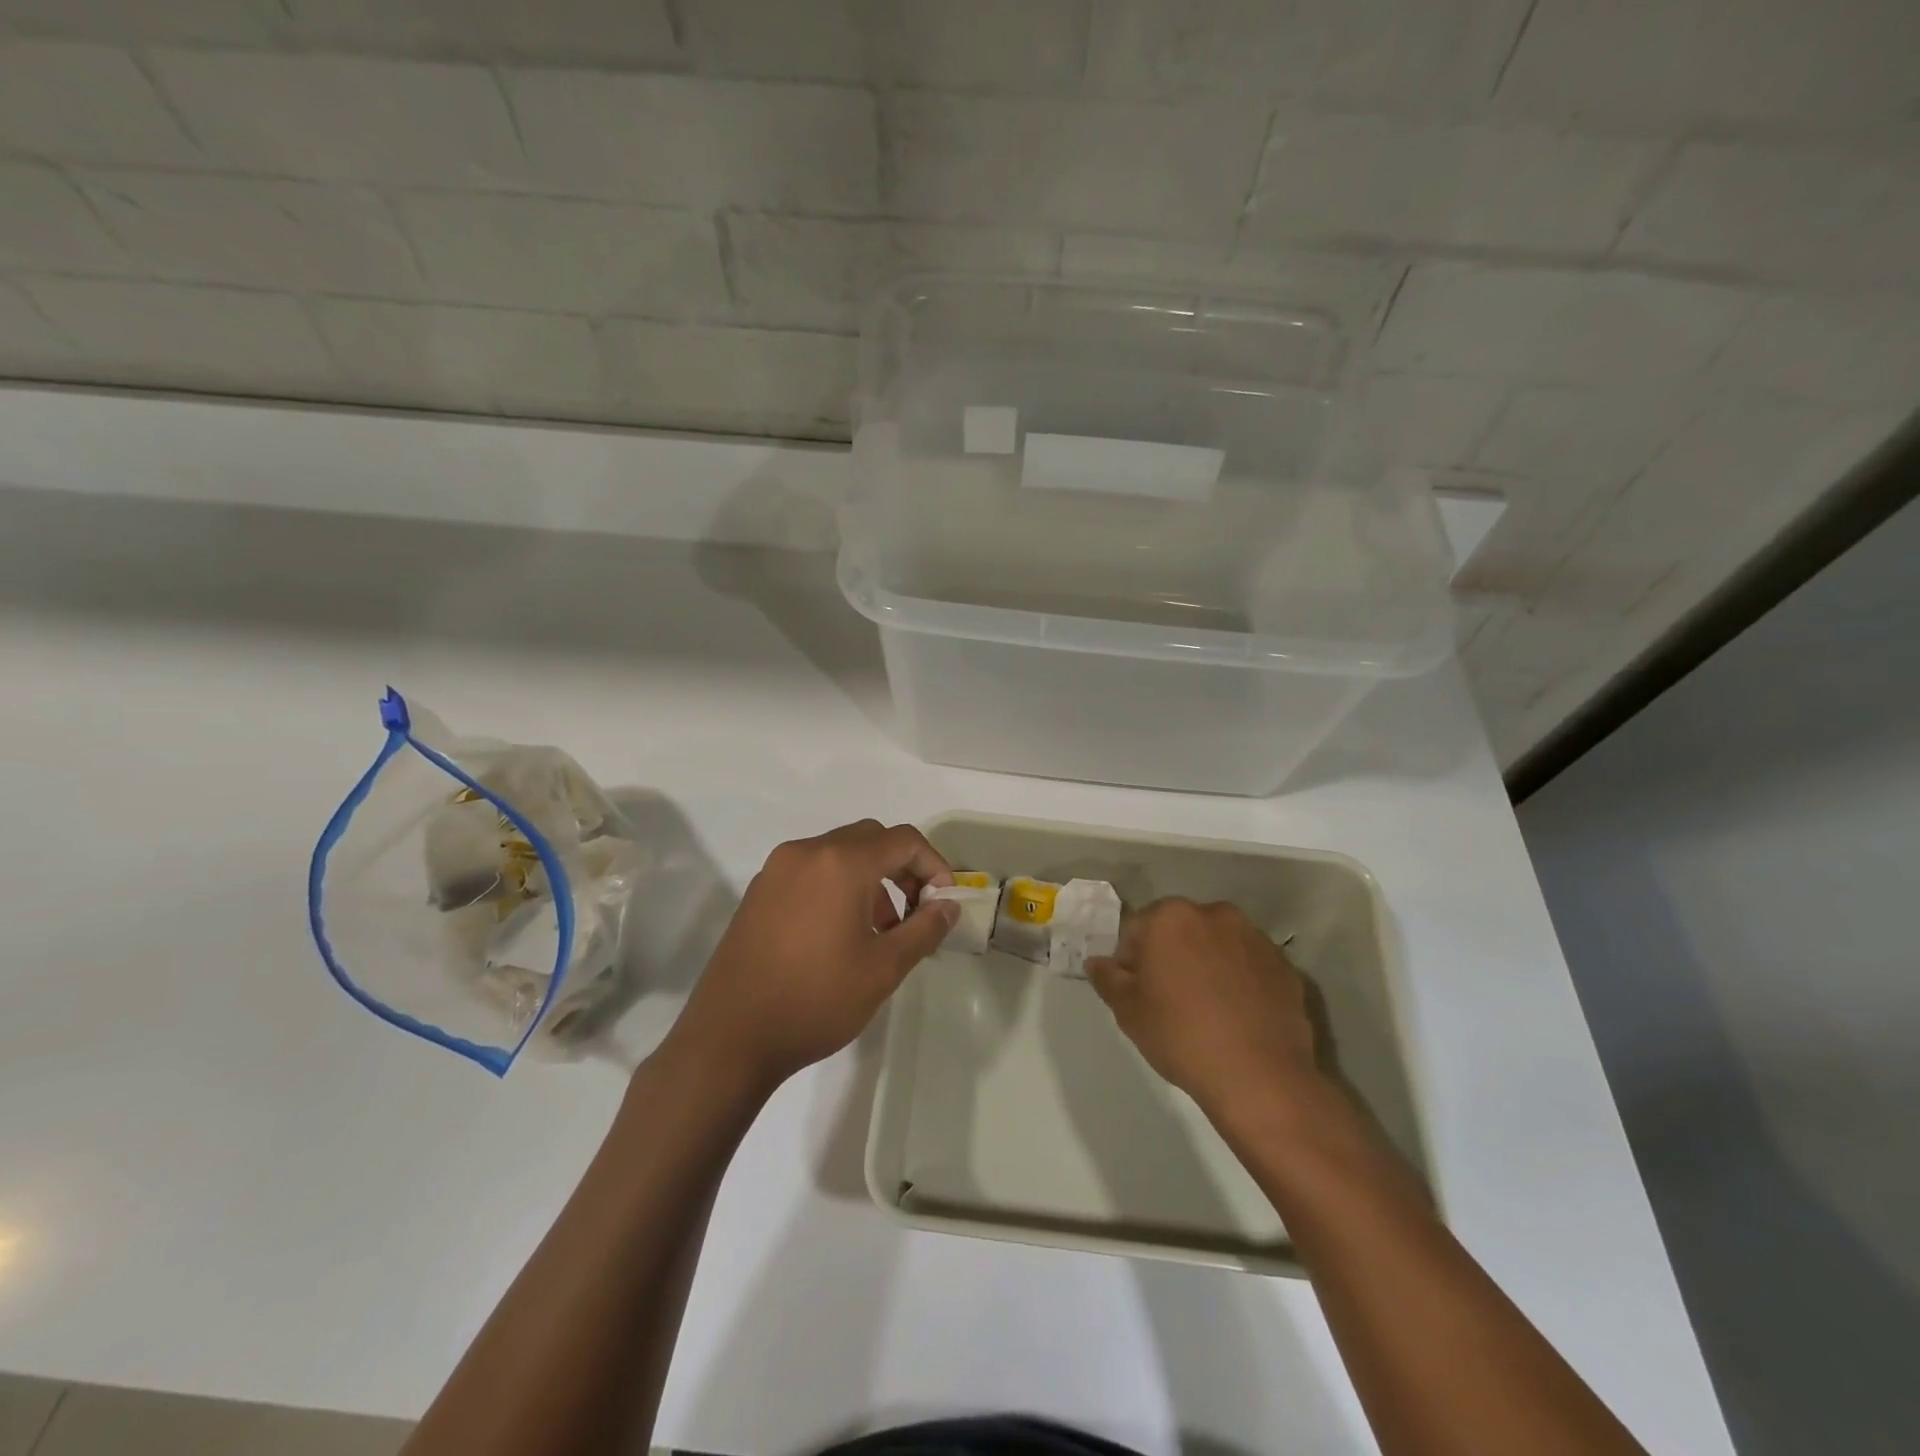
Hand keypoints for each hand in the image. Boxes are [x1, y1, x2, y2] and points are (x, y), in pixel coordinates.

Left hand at [664, 819, 956, 1094]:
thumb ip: (924, 929)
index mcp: (840, 862)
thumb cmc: (816, 1000)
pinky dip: (838, 886)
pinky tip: (839, 934)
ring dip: (870, 878)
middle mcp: (807, 852)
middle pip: (871, 839)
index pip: (904, 840)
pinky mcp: (759, 891)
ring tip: (880, 931)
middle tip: (915, 912)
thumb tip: (948, 906)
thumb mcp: (883, 969)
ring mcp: (777, 869)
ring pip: (840, 853)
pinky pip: (812, 871)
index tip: (943, 903)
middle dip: (903, 868)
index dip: (934, 866)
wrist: (729, 1038)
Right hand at [1086, 897, 1321, 1122]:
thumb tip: (1097, 962)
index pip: (1136, 929)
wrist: (1260, 1076)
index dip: (1131, 961)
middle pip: (1180, 930)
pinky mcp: (1284, 965)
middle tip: (1169, 999)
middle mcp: (1214, 914)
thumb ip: (1108, 979)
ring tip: (1207, 1008)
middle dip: (1171, 955)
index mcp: (1171, 917)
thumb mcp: (1128, 1011)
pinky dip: (1240, 980)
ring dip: (1207, 964)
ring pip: (1217, 944)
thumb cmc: (1181, 1036)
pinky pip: (1249, 965)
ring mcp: (1255, 938)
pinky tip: (1237, 1016)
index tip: (1136, 992)